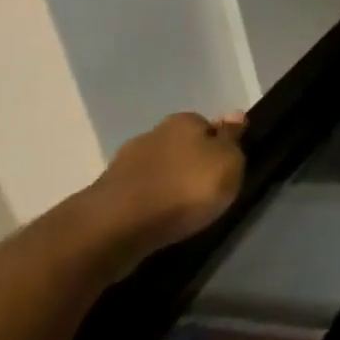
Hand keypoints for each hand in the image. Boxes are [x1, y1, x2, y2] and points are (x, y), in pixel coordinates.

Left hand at [88, 111, 247, 253]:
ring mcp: (124, 164)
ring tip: (181, 206)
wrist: (119, 225)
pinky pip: (138, 192)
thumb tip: (234, 113)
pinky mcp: (105, 194)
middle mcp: (152, 134)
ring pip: (156, 168)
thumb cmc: (186, 187)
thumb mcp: (227, 162)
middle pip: (179, 145)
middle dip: (189, 162)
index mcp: (183, 122)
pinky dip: (148, 201)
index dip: (217, 143)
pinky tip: (158, 216)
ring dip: (167, 182)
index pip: (206, 124)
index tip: (224, 165)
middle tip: (204, 187)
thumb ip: (231, 138)